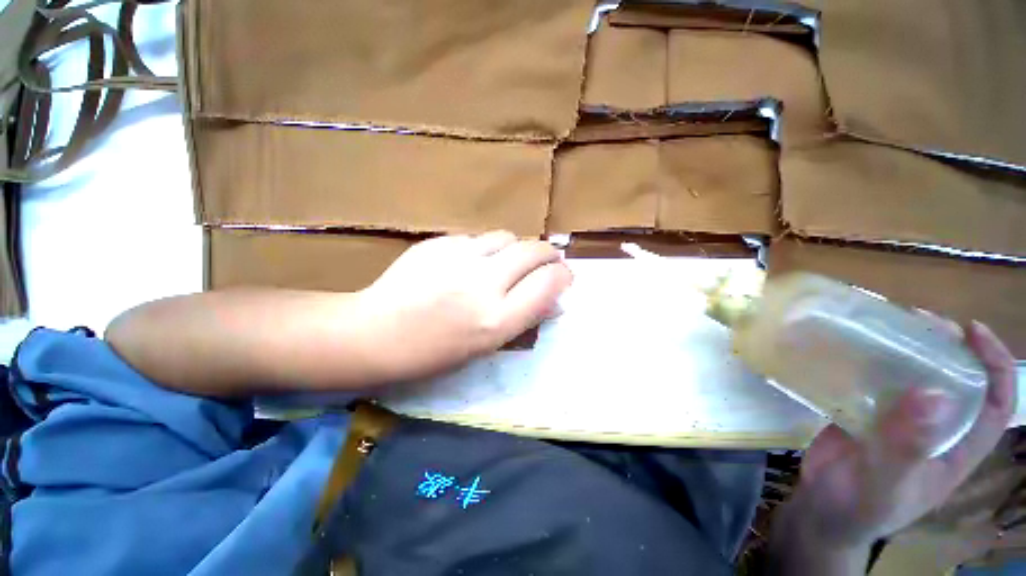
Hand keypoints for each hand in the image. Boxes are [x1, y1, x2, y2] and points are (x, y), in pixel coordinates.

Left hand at [356, 231, 571, 381]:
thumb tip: (556, 302)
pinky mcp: (439, 242)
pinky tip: (469, 263)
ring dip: (516, 249)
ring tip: (506, 263)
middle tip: (546, 263)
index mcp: (496, 319)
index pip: (549, 283)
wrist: (375, 332)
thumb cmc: (433, 353)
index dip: (563, 276)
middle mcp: (483, 284)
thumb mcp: (486, 346)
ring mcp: (459, 257)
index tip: (564, 277)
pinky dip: (484, 248)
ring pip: (507, 237)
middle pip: (534, 251)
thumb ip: (525, 319)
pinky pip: (477, 238)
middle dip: (548, 255)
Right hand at [774, 321, 1017, 564]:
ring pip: (914, 380)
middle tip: (920, 321)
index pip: (993, 406)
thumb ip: (906, 447)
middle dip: (947, 348)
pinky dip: (869, 364)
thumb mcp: (884, 483)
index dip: (994, 366)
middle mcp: (934, 431)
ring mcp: (898, 423)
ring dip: (908, 351)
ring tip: (887, 327)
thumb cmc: (858, 507)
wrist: (819, 511)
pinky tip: (852, 351)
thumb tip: (933, 395)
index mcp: (954, 451)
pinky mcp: (866, 416)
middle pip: (955, 383)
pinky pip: (875, 384)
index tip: (973, 330)